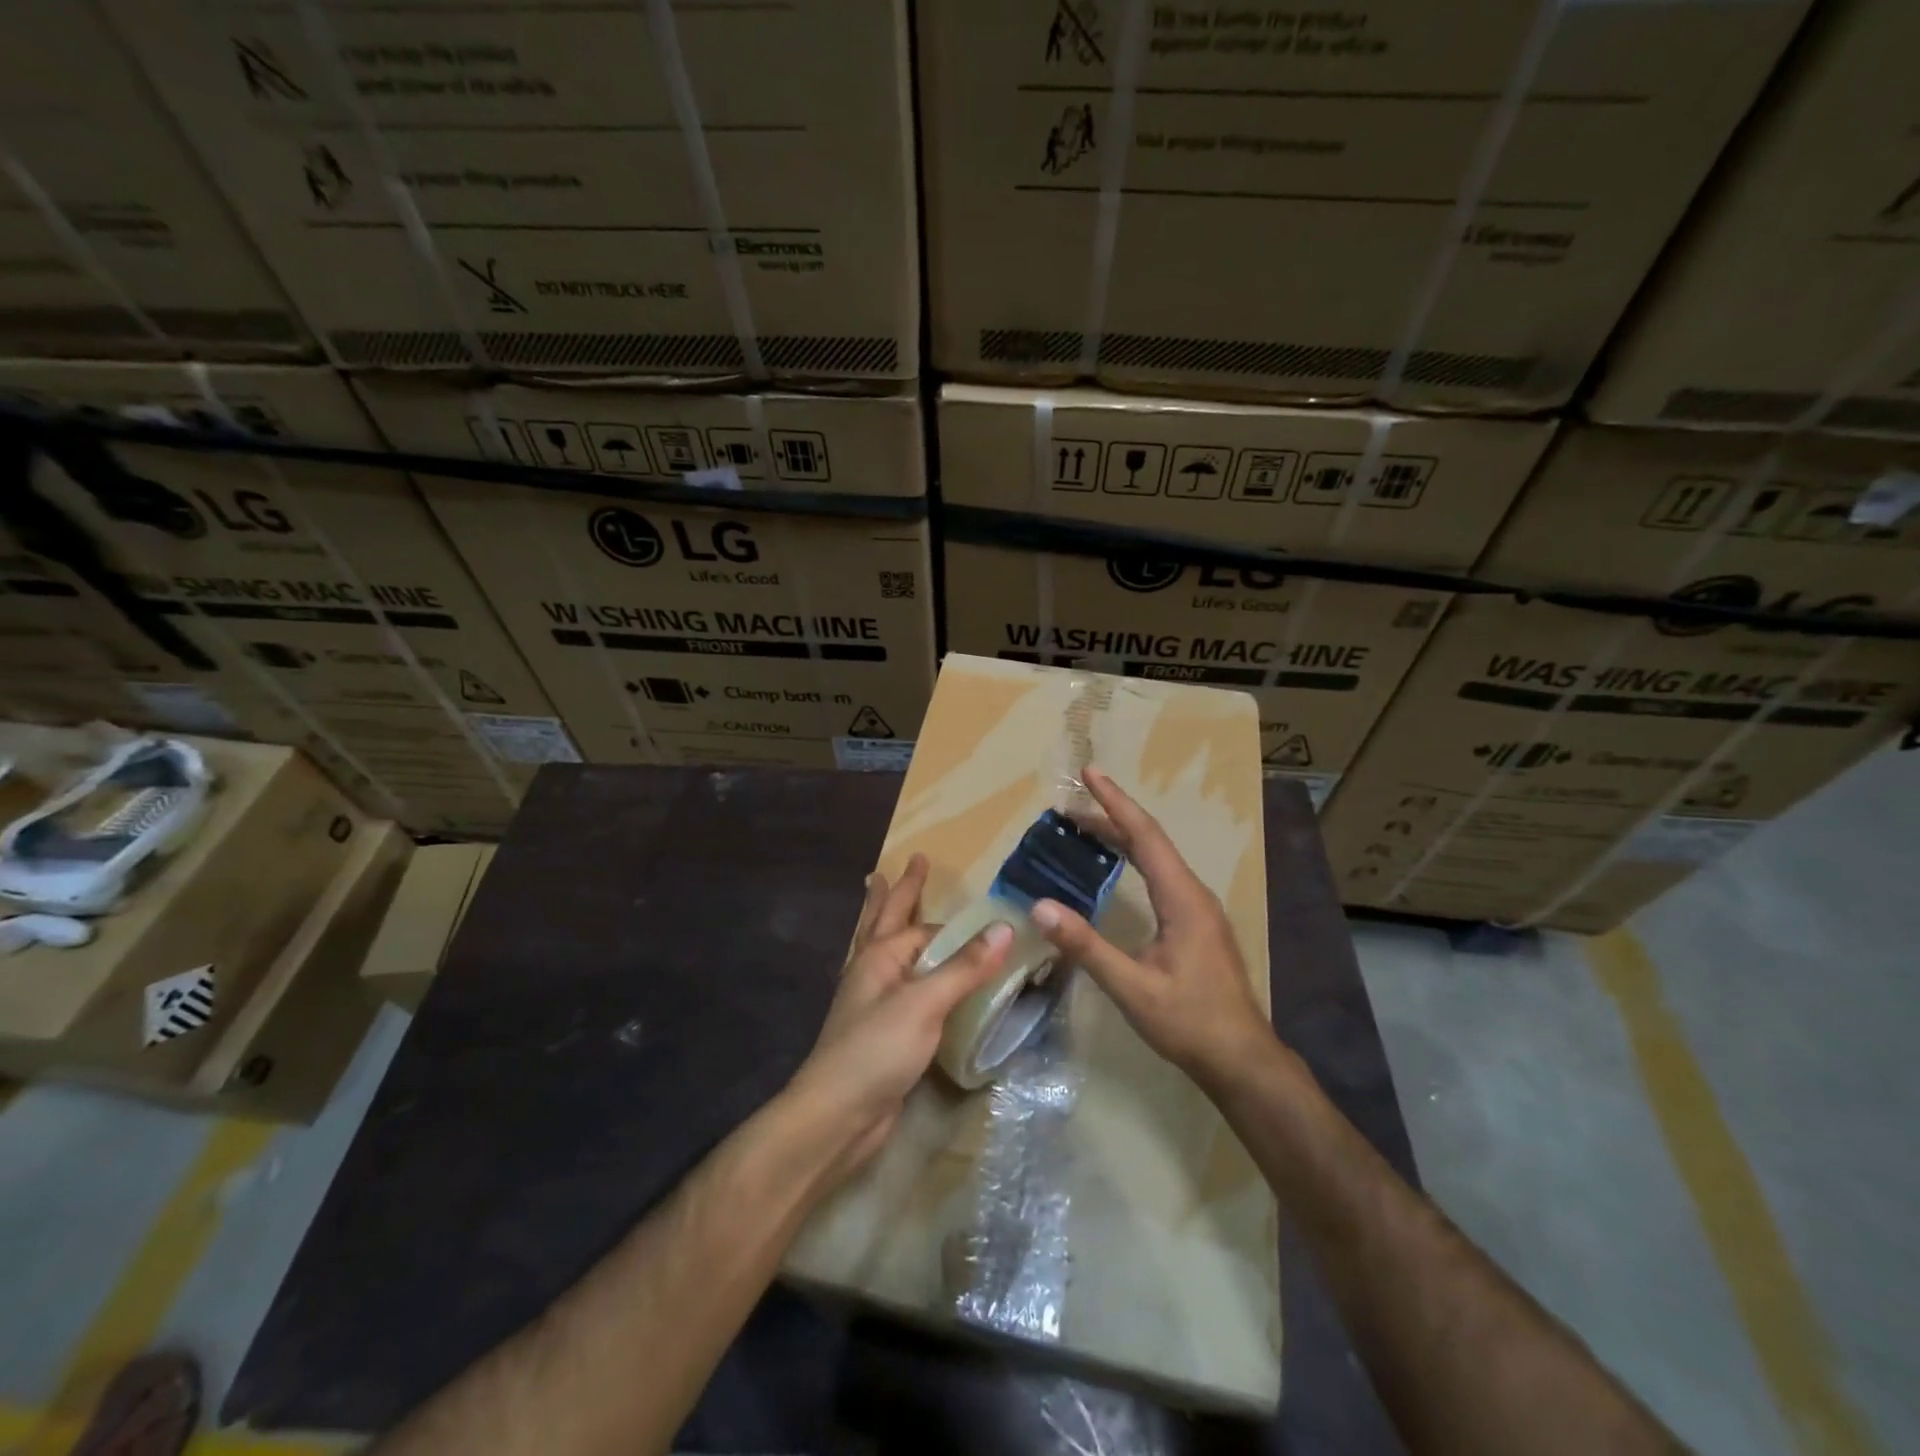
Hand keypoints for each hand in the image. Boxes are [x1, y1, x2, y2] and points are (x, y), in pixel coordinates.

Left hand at [785, 854, 1012, 1178]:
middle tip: (912, 861)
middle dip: (901, 890)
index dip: (957, 922)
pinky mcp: (882, 1032)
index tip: (989, 912)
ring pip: (887, 949)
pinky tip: (912, 974)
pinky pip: (900, 986)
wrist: (837, 1117)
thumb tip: (1005, 928)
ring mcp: (874, 1002)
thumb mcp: (924, 1003)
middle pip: (887, 919)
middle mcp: (873, 971)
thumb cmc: (877, 1050)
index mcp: (880, 956)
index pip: (926, 927)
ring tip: (884, 893)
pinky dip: (909, 970)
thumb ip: (964, 967)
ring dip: (891, 920)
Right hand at [1031, 766, 1272, 1082]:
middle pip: (1150, 841)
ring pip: (1157, 858)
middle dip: (1112, 815)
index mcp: (1182, 898)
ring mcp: (1198, 909)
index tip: (1091, 773)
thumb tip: (1041, 907)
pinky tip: (1118, 868)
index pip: (1144, 836)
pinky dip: (1134, 859)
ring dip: (1122, 837)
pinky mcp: (1196, 924)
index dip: (1115, 802)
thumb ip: (1086, 946)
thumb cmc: (1189, 1022)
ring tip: (1086, 827)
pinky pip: (1161, 875)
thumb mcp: (1132, 987)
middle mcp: (1193, 893)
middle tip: (1072, 803)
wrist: (1241, 1059)